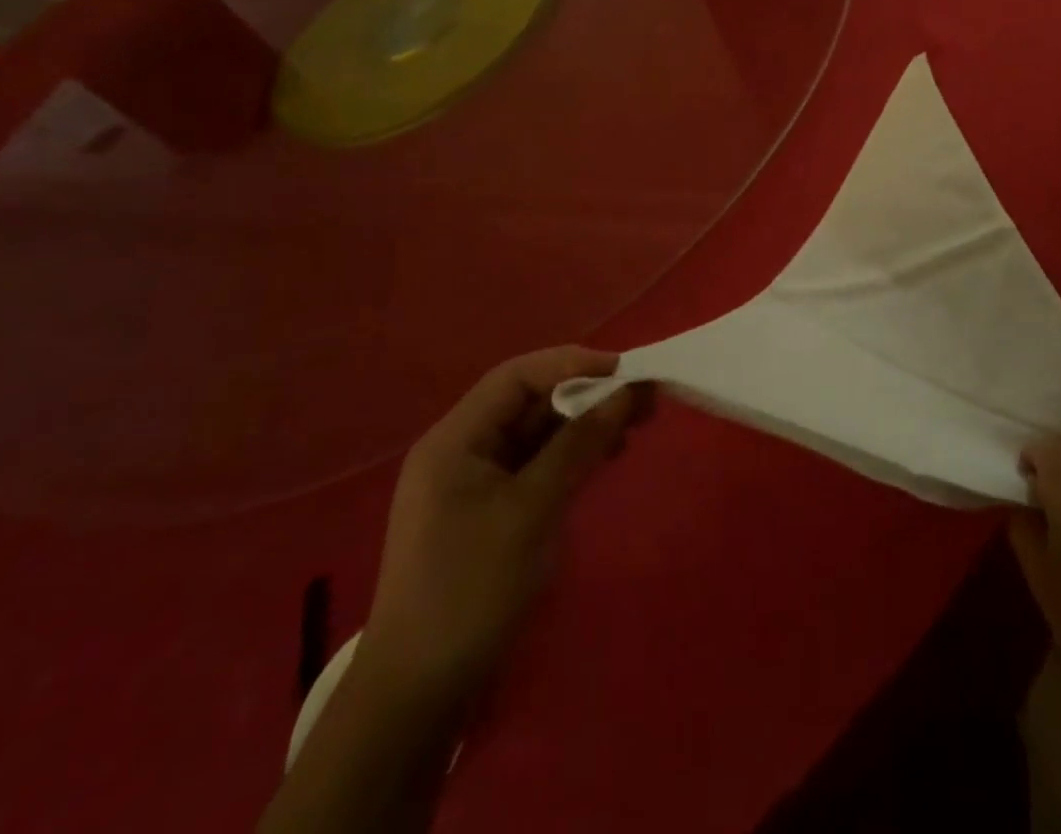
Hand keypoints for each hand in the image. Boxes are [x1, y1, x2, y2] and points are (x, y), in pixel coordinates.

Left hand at [359, 346, 643, 708]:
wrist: (419, 697)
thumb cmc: (471, 589)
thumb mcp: (532, 509)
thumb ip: (579, 445)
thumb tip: (627, 392)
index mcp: (455, 440)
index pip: (517, 377)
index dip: (571, 364)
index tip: (624, 370)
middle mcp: (462, 452)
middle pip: (528, 403)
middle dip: (584, 395)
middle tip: (641, 399)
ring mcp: (474, 485)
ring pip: (536, 435)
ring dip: (583, 426)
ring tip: (634, 426)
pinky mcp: (490, 514)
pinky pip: (536, 467)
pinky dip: (571, 457)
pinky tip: (605, 459)